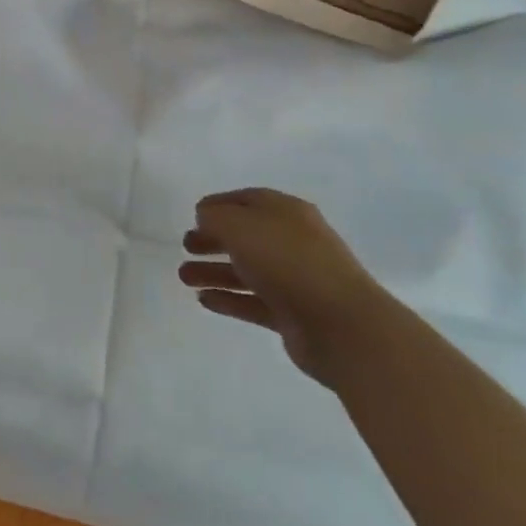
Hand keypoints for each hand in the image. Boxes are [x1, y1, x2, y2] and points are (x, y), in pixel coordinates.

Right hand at [179, 188, 383, 384]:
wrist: (341, 325)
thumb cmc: (287, 262)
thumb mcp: (240, 226)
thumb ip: (215, 217)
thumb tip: (206, 218)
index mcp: (286, 212)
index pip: (247, 200)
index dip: (218, 205)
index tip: (192, 215)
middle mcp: (292, 242)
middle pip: (245, 235)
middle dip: (213, 239)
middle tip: (186, 246)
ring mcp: (295, 279)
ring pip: (246, 270)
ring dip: (214, 271)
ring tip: (184, 278)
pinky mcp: (293, 314)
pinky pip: (253, 302)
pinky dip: (229, 300)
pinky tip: (204, 300)